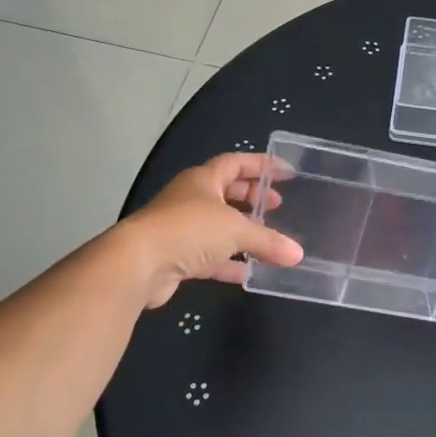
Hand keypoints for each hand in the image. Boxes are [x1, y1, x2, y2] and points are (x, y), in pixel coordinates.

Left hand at [112, 154, 303, 308]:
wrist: (138, 264)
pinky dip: (230, 262)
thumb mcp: (235, 230)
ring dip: (242, 232)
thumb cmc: (188, 230)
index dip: (262, 166)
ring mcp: (182, 229)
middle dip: (252, 198)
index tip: (287, 173)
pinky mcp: (177, 257)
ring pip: (218, 226)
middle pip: (227, 192)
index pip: (237, 163)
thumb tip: (297, 255)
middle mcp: (191, 199)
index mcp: (203, 180)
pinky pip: (210, 256)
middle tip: (278, 206)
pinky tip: (250, 272)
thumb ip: (268, 241)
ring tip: (269, 239)